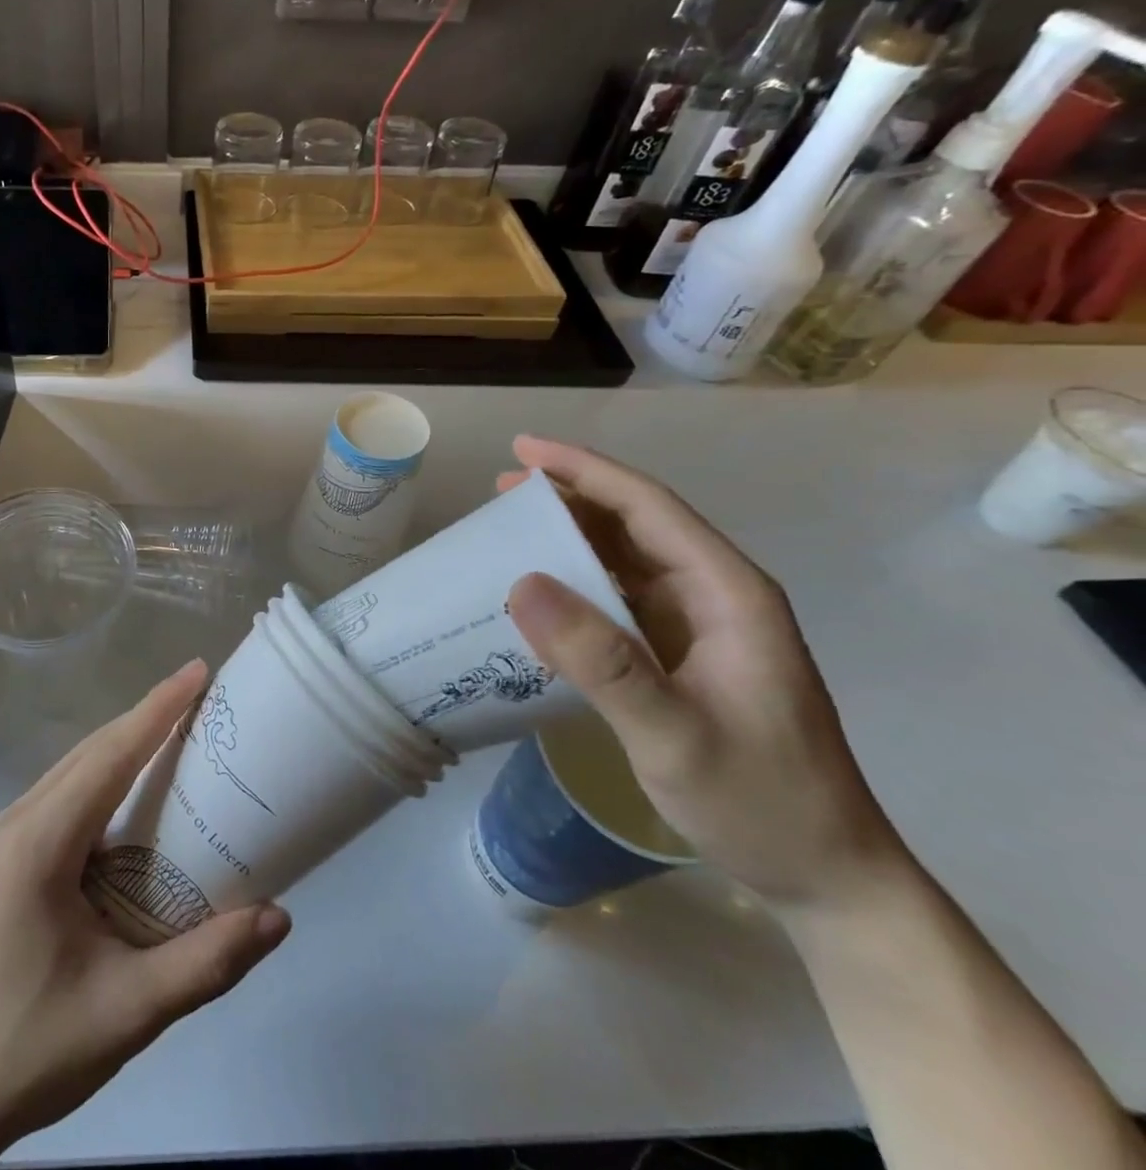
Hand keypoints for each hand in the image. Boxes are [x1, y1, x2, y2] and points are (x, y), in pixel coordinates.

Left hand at [0, 661, 290, 1169]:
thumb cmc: (34, 1047)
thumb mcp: (129, 1012)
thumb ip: (206, 963)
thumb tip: (280, 916)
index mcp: (41, 843)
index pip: (110, 756)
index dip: (158, 709)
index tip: (199, 670)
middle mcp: (19, 821)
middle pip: (94, 750)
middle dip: (149, 715)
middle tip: (205, 696)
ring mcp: (8, 834)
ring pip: (78, 766)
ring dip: (128, 741)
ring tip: (182, 729)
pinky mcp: (11, 852)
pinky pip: (68, 790)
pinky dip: (108, 771)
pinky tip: (139, 788)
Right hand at [501, 437, 908, 912]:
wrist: (827, 877)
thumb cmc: (761, 802)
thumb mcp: (674, 735)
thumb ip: (601, 661)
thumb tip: (522, 583)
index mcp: (728, 594)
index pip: (648, 508)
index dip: (584, 472)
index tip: (522, 450)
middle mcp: (716, 595)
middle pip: (636, 523)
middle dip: (570, 497)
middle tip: (501, 491)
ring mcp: (701, 626)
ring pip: (627, 558)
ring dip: (571, 537)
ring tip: (511, 528)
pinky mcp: (684, 654)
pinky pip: (622, 597)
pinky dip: (579, 582)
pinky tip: (543, 592)